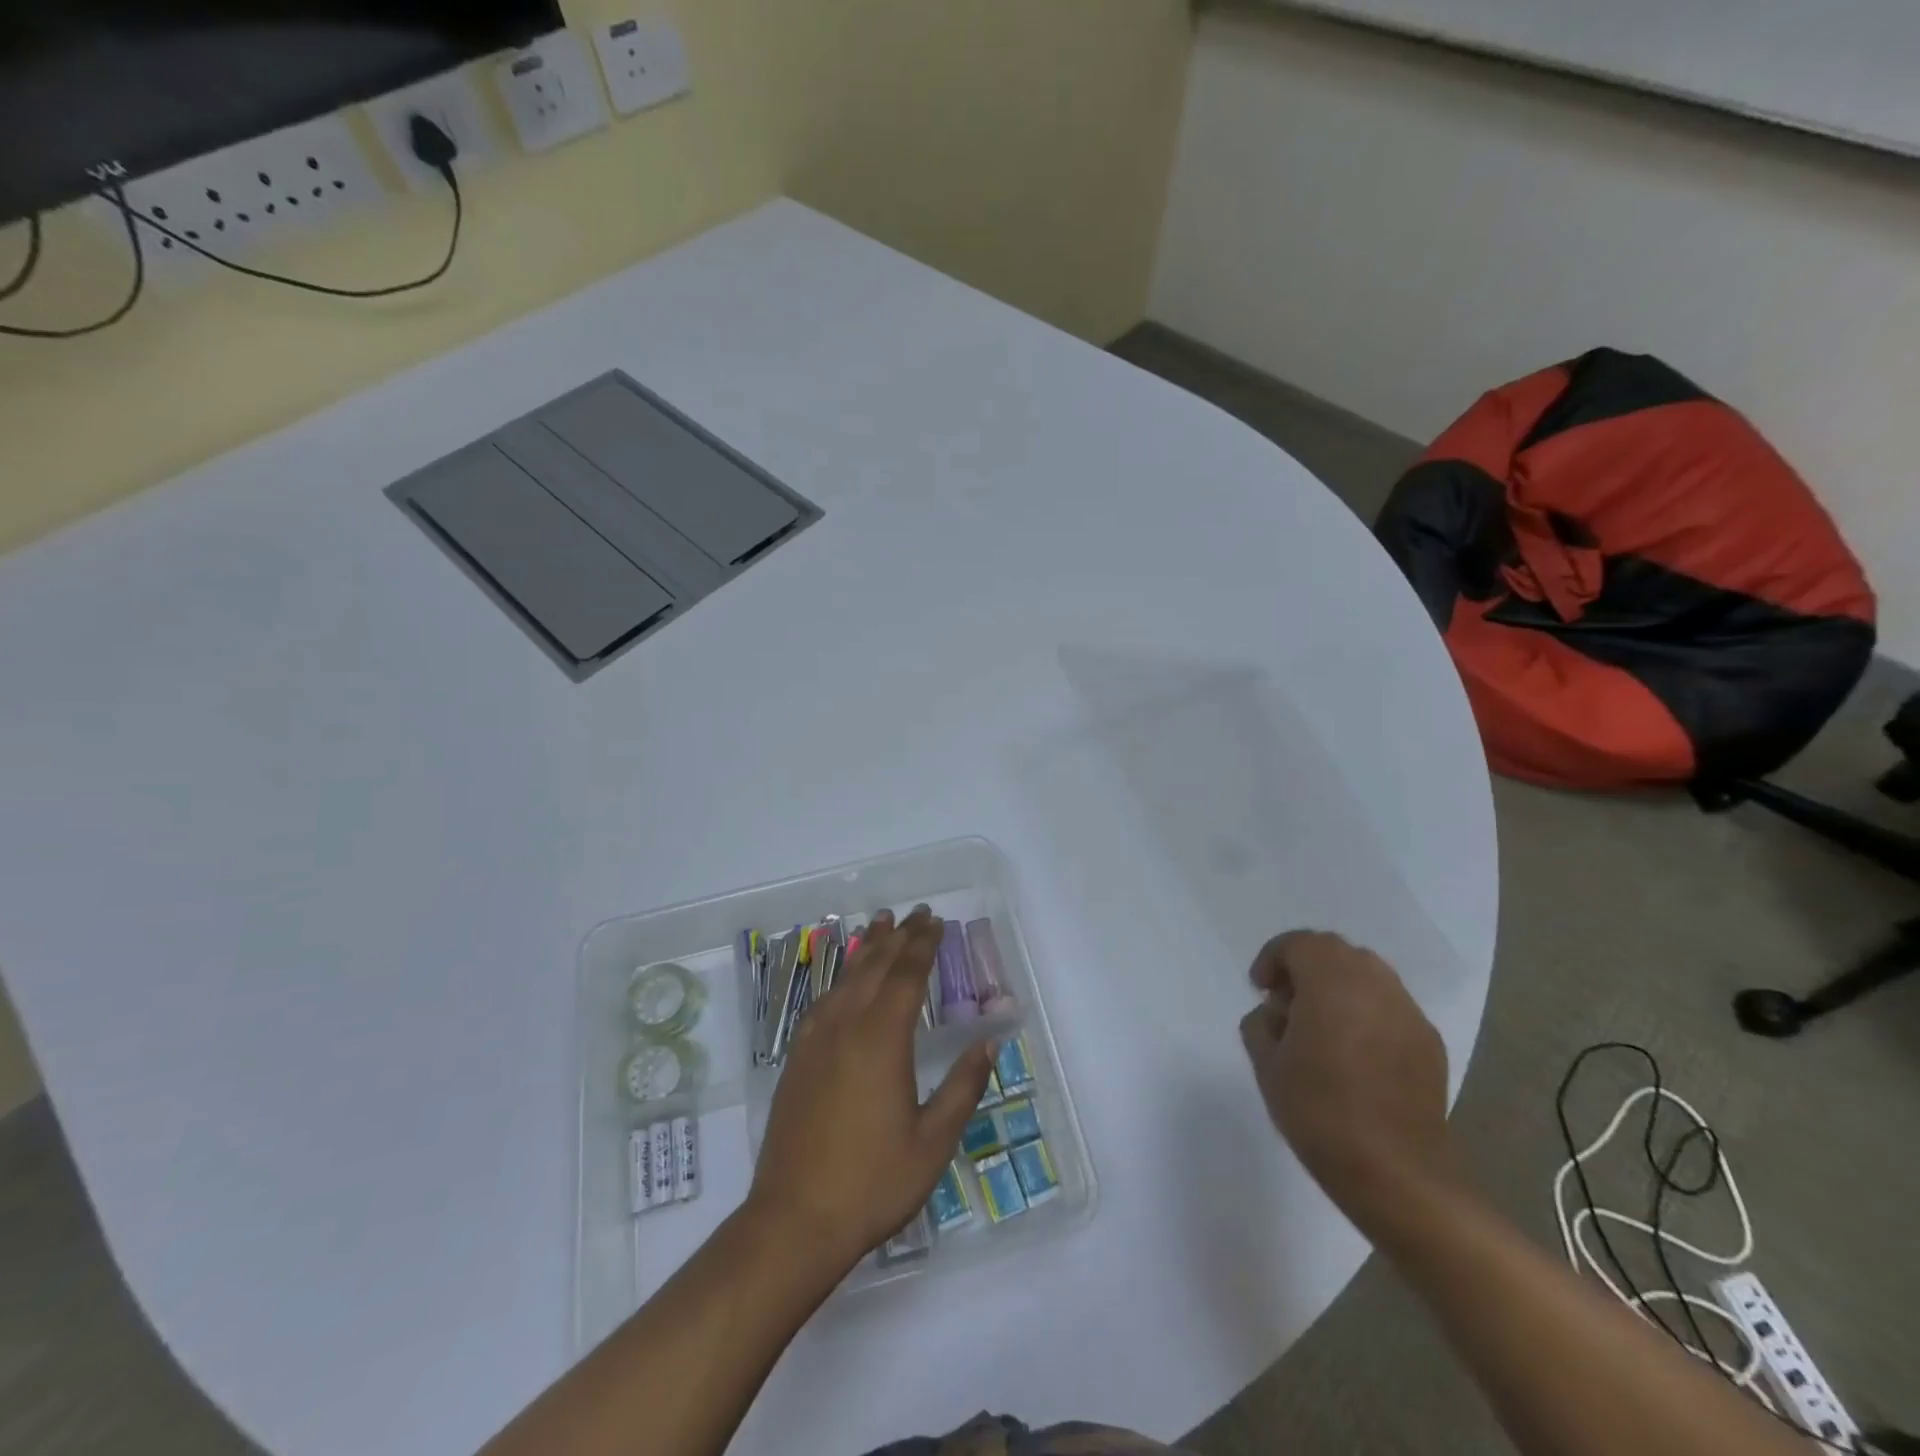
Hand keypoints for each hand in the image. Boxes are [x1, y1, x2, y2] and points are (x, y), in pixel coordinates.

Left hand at [746, 907, 992, 1274]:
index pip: (906, 975)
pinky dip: (840, 977)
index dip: (923, 945)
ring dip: (866, 949)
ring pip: (845, 978)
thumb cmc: (873, 1182)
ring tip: (879, 925)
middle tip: (915, 914)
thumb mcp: (933, 1142)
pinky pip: (823, 1000)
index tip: (936, 922)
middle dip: (898, 937)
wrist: (793, 1220)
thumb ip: (962, 1088)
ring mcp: (815, 1040)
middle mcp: (846, 1026)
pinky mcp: (797, 1058)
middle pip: (875, 967)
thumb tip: (988, 1044)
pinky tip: (845, 980)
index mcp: (882, 1039)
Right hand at [1238, 931, 1456, 1213]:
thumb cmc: (1320, 1112)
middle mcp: (1375, 984)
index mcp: (1331, 982)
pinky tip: (1354, 1051)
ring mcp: (1408, 1012)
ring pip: (1367, 974)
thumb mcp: (1267, 1065)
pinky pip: (1389, 1005)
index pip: (1299, 944)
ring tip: (1320, 1025)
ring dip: (1337, 985)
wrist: (1397, 1174)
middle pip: (1335, 951)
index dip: (1273, 958)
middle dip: (1305, 966)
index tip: (1260, 989)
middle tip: (1287, 1002)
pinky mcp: (1429, 1042)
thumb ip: (1261, 1024)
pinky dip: (1365, 1010)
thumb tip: (1276, 1014)